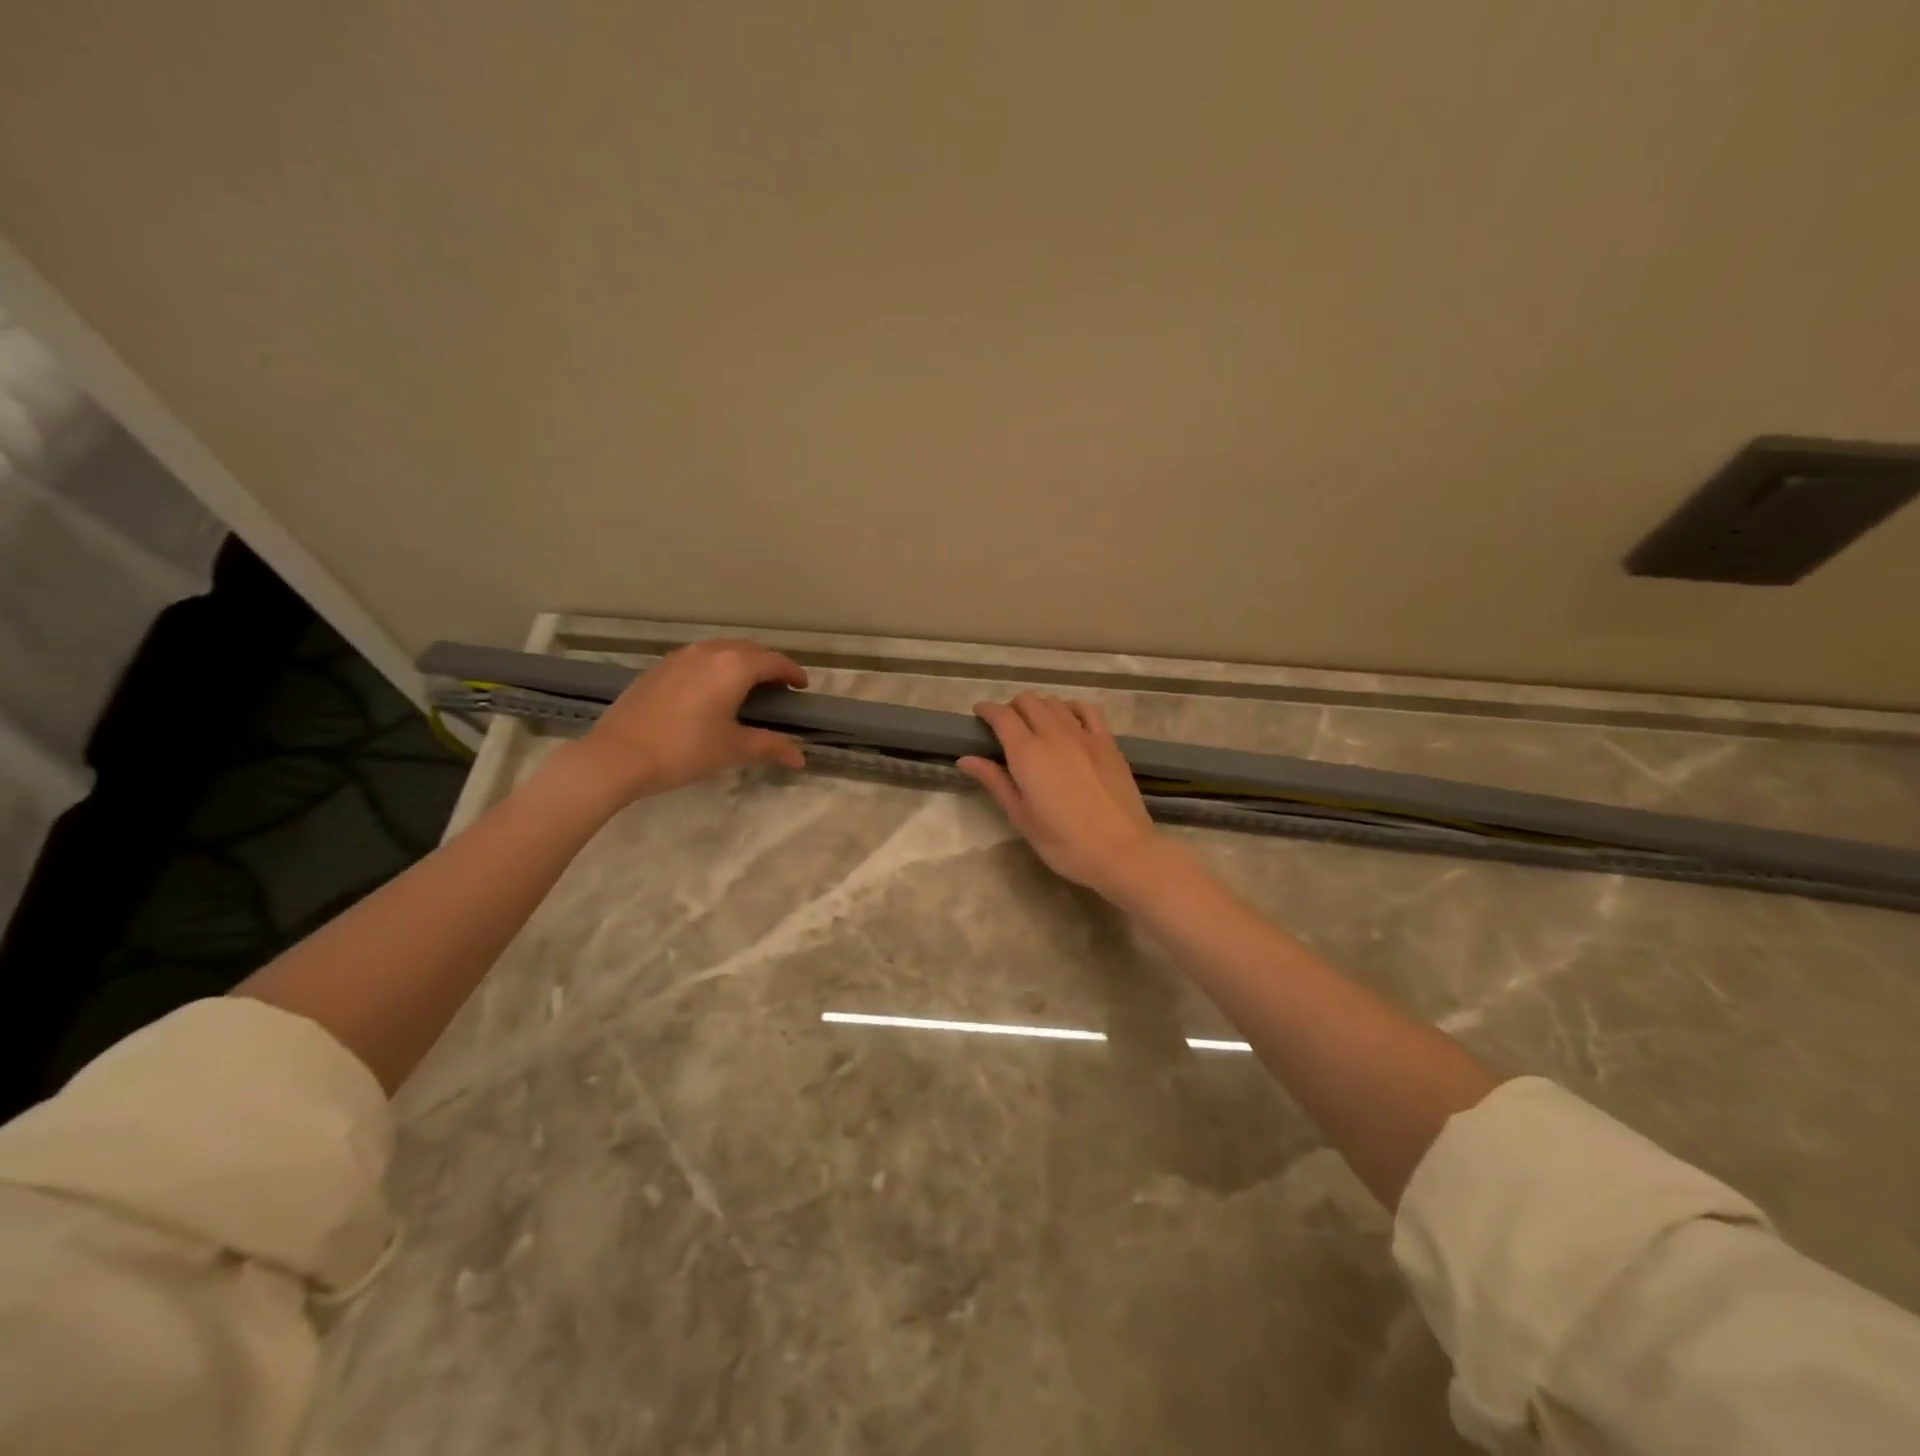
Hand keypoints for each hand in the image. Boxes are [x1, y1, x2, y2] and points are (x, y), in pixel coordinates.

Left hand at [565, 639, 808, 802]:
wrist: (618, 755)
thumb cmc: (684, 750)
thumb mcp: (732, 749)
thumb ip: (770, 747)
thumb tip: (801, 758)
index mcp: (733, 667)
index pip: (773, 661)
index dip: (792, 672)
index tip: (802, 686)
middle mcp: (709, 652)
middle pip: (748, 649)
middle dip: (768, 663)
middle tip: (777, 685)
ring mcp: (679, 657)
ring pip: (721, 649)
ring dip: (740, 661)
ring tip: (746, 684)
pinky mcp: (658, 668)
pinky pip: (698, 657)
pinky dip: (714, 666)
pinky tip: (709, 689)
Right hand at [958, 692, 1168, 902]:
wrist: (1121, 850)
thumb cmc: (1064, 842)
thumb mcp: (1021, 816)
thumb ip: (994, 781)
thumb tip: (965, 759)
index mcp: (1027, 752)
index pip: (1002, 716)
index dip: (986, 710)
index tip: (978, 715)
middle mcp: (1054, 734)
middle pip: (1028, 701)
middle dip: (1011, 707)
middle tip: (1005, 727)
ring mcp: (1084, 735)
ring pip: (1055, 702)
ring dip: (1039, 707)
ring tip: (1034, 726)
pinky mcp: (1108, 743)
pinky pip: (1086, 710)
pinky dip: (1070, 708)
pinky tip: (1068, 721)